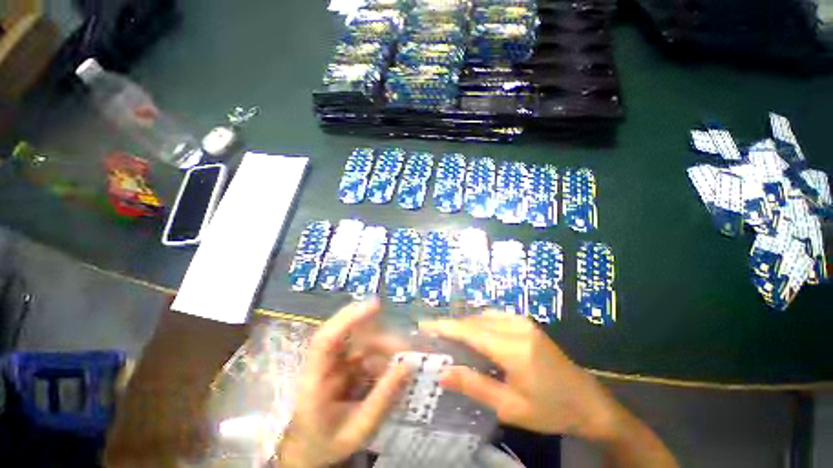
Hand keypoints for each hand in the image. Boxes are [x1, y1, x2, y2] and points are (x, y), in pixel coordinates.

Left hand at [278, 300, 408, 467]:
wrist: (309, 453)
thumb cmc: (327, 444)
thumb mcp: (358, 429)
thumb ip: (383, 398)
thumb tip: (408, 365)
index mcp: (314, 379)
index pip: (326, 338)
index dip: (350, 317)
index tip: (376, 305)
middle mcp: (322, 363)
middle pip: (349, 334)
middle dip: (379, 338)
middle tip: (404, 350)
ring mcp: (333, 361)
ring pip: (361, 341)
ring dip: (384, 348)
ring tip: (401, 364)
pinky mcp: (343, 363)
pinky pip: (366, 352)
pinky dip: (381, 357)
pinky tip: (391, 370)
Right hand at [419, 314, 621, 441]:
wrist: (588, 402)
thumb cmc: (550, 410)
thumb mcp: (510, 407)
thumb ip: (474, 386)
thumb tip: (443, 373)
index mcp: (513, 348)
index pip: (470, 331)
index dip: (445, 327)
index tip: (424, 325)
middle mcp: (516, 326)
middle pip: (475, 321)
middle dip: (452, 326)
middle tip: (434, 336)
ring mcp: (523, 321)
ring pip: (483, 316)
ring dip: (465, 325)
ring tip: (450, 338)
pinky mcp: (526, 323)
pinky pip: (494, 317)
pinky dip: (479, 323)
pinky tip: (473, 335)